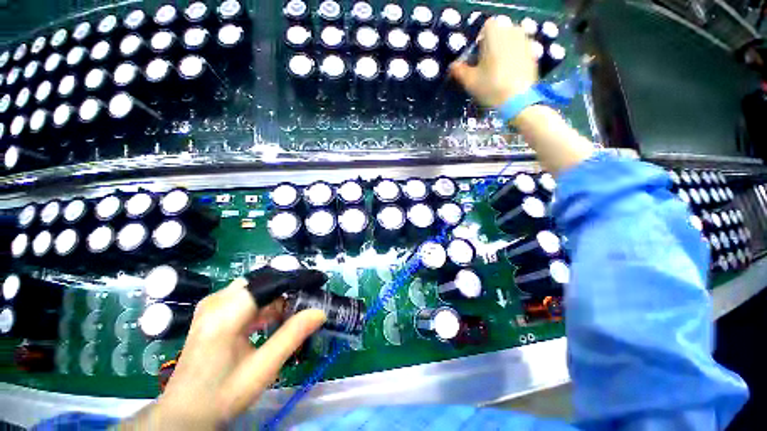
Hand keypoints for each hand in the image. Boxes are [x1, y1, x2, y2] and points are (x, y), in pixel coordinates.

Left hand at [118, 279, 324, 429]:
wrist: (185, 412)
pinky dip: (265, 304)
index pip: (271, 282)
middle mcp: (217, 301)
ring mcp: (213, 304)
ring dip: (278, 297)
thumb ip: (292, 336)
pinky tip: (274, 319)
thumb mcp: (262, 369)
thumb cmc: (222, 395)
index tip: (320, 281)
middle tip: (309, 299)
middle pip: (264, 281)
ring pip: (257, 287)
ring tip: (295, 311)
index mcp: (226, 314)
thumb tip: (320, 312)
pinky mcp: (214, 311)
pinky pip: (247, 297)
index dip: (298, 279)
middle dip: (289, 287)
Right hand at [450, 17, 538, 106]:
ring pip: (510, 42)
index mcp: (495, 33)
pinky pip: (519, 51)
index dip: (478, 42)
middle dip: (491, 46)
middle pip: (499, 34)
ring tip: (496, 71)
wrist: (518, 99)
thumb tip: (452, 66)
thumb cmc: (491, 86)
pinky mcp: (533, 54)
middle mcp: (512, 31)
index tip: (475, 58)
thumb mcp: (469, 81)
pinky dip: (513, 59)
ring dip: (502, 52)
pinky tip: (508, 75)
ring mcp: (525, 41)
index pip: (485, 28)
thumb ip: (459, 70)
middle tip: (484, 66)